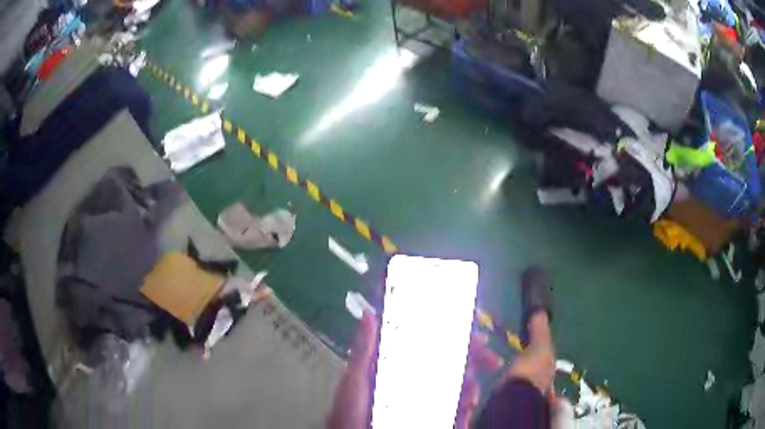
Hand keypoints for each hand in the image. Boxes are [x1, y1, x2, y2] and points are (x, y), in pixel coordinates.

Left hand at [326, 313, 502, 428]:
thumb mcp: (356, 381)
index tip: (473, 332)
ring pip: (460, 389)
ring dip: (472, 387)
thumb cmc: (351, 411)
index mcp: (402, 367)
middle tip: (491, 360)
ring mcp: (429, 403)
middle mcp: (419, 383)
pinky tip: (468, 406)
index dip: (454, 337)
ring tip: (471, 392)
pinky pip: (458, 413)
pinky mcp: (437, 420)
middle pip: (454, 365)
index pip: (432, 346)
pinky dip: (466, 408)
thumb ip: (364, 352)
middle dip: (475, 360)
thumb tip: (370, 315)